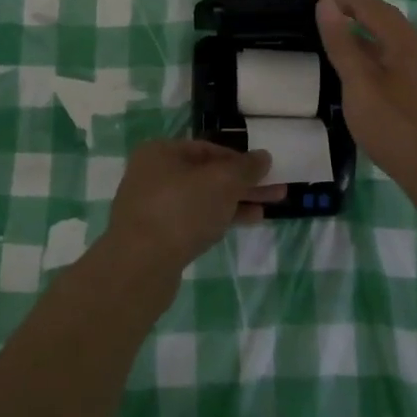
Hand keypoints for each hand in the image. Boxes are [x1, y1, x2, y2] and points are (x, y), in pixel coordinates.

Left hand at [104, 139, 285, 280]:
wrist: (139, 267)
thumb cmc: (181, 211)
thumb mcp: (221, 183)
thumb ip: (245, 168)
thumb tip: (264, 157)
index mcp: (161, 152)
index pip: (208, 148)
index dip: (239, 158)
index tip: (265, 171)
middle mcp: (153, 174)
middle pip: (207, 174)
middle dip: (242, 183)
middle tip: (276, 191)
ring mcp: (153, 206)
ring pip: (202, 198)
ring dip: (235, 202)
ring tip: (267, 209)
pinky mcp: (157, 236)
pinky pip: (194, 219)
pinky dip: (219, 219)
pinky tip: (243, 224)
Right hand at [311, 0, 416, 201]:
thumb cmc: (397, 128)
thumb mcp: (360, 85)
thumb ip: (342, 44)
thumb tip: (326, 3)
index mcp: (401, 39)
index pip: (366, 3)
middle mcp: (415, 45)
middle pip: (381, 13)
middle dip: (351, 2)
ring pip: (388, 33)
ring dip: (361, 21)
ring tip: (335, 22)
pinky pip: (391, 50)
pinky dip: (370, 43)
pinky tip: (360, 58)